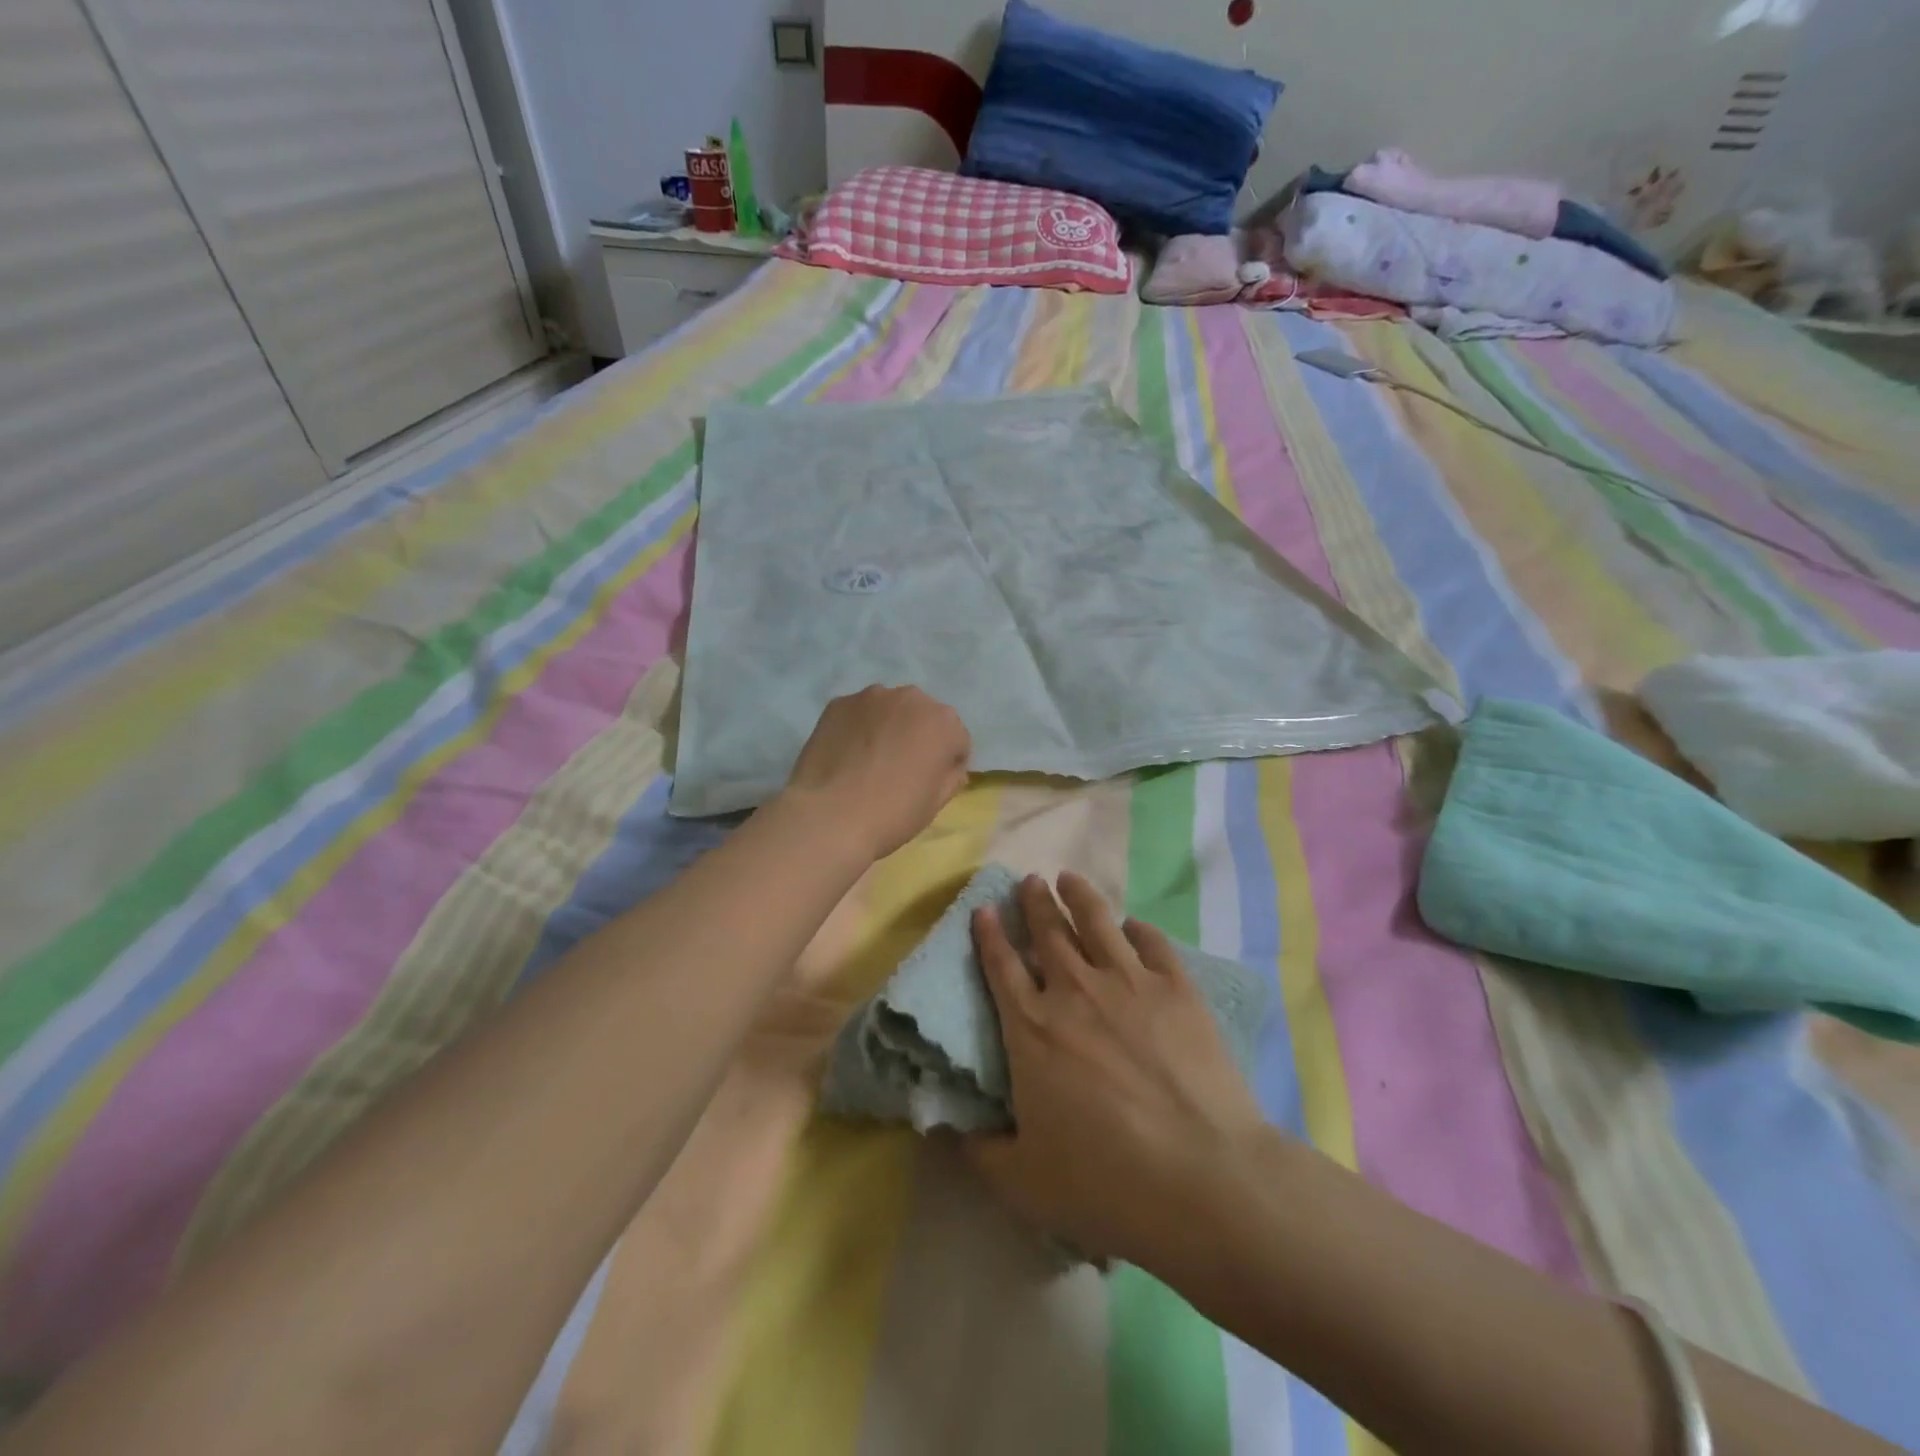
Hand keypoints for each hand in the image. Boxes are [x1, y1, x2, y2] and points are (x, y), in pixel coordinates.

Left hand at [782, 686, 971, 860]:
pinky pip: (858, 714)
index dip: (946, 763)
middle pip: (923, 717)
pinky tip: (846, 755)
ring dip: (887, 727)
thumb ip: (951, 776)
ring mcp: (871, 696)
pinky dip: (857, 728)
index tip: (930, 783)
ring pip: (889, 710)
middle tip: (900, 769)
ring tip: (869, 761)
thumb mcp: (936, 804)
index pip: (956, 740)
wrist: (829, 816)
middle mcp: (912, 698)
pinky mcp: (838, 703)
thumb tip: (947, 766)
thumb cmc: (892, 814)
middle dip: (917, 737)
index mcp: (944, 722)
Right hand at [965, 873, 1265, 1266]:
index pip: (1001, 967)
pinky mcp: (1177, 989)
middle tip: (1029, 881)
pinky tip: (1133, 925)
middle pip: (1048, 932)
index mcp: (1032, 1028)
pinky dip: (1138, 929)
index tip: (985, 909)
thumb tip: (951, 1132)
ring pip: (1096, 922)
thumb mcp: (1023, 1182)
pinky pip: (1152, 943)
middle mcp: (1074, 991)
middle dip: (1034, 902)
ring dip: (1078, 896)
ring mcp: (1129, 983)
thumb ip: (980, 1152)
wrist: (1201, 1176)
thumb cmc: (1105, 1180)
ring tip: (1068, 878)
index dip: (989, 935)